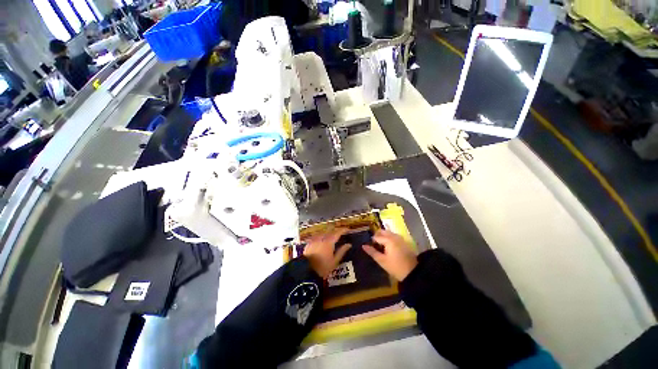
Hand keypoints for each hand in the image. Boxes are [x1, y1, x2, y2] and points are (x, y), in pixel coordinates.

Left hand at [303, 228, 351, 278]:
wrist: (306, 270)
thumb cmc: (323, 267)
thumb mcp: (334, 261)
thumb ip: (341, 251)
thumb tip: (349, 244)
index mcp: (329, 242)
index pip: (338, 233)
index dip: (343, 230)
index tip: (347, 229)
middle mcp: (322, 238)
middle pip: (330, 231)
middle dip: (335, 231)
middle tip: (339, 233)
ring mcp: (315, 240)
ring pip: (323, 233)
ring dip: (328, 233)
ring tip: (331, 236)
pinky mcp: (309, 243)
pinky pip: (317, 236)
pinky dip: (321, 236)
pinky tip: (321, 239)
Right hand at [363, 230, 417, 281]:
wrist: (413, 273)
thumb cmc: (395, 267)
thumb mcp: (382, 261)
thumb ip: (372, 252)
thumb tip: (363, 246)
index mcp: (388, 240)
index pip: (376, 237)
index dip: (372, 241)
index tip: (371, 247)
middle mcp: (394, 236)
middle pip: (383, 231)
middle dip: (377, 236)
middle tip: (375, 245)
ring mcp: (400, 238)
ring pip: (388, 233)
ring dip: (383, 236)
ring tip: (381, 246)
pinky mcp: (404, 241)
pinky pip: (394, 236)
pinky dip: (389, 238)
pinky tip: (388, 246)